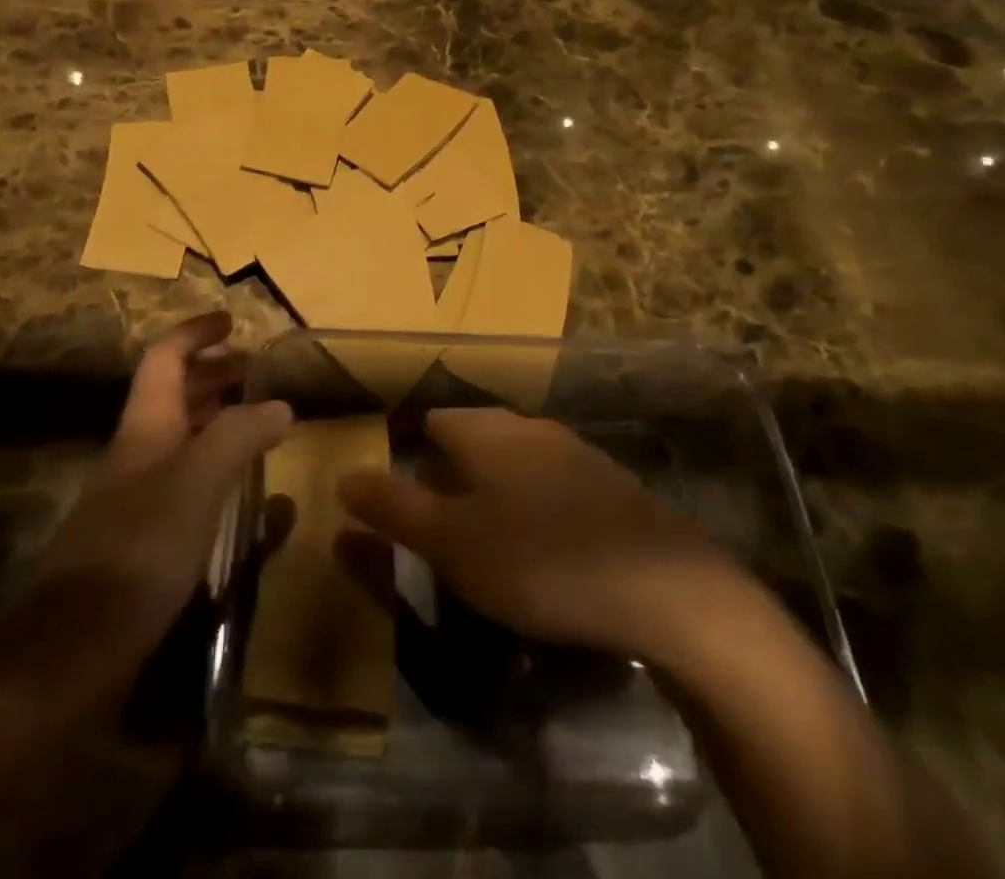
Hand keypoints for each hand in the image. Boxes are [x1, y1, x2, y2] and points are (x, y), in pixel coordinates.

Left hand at [40, 312, 290, 628]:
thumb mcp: (197, 482)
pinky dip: (217, 476)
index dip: (194, 333)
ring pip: (181, 442)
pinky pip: (186, 489)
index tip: (231, 322)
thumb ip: (240, 435)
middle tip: (255, 374)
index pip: (164, 358)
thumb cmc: (137, 550)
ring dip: (217, 423)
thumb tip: (280, 406)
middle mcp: (137, 455)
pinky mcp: (143, 544)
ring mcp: (137, 501)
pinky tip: (246, 499)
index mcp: (144, 427)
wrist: (70, 654)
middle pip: (172, 397)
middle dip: (212, 376)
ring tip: (260, 425)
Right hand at [337, 407, 738, 662]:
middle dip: (450, 467)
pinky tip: (541, 541)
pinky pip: (553, 481)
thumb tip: (344, 476)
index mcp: (486, 432)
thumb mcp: (451, 542)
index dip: (409, 448)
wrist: (660, 585)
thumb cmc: (537, 558)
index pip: (433, 420)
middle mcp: (528, 427)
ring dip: (494, 483)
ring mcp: (575, 451)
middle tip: (435, 516)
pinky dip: (534, 501)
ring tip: (482, 530)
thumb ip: (394, 507)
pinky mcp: (609, 483)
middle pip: (475, 434)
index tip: (398, 487)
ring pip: (516, 456)